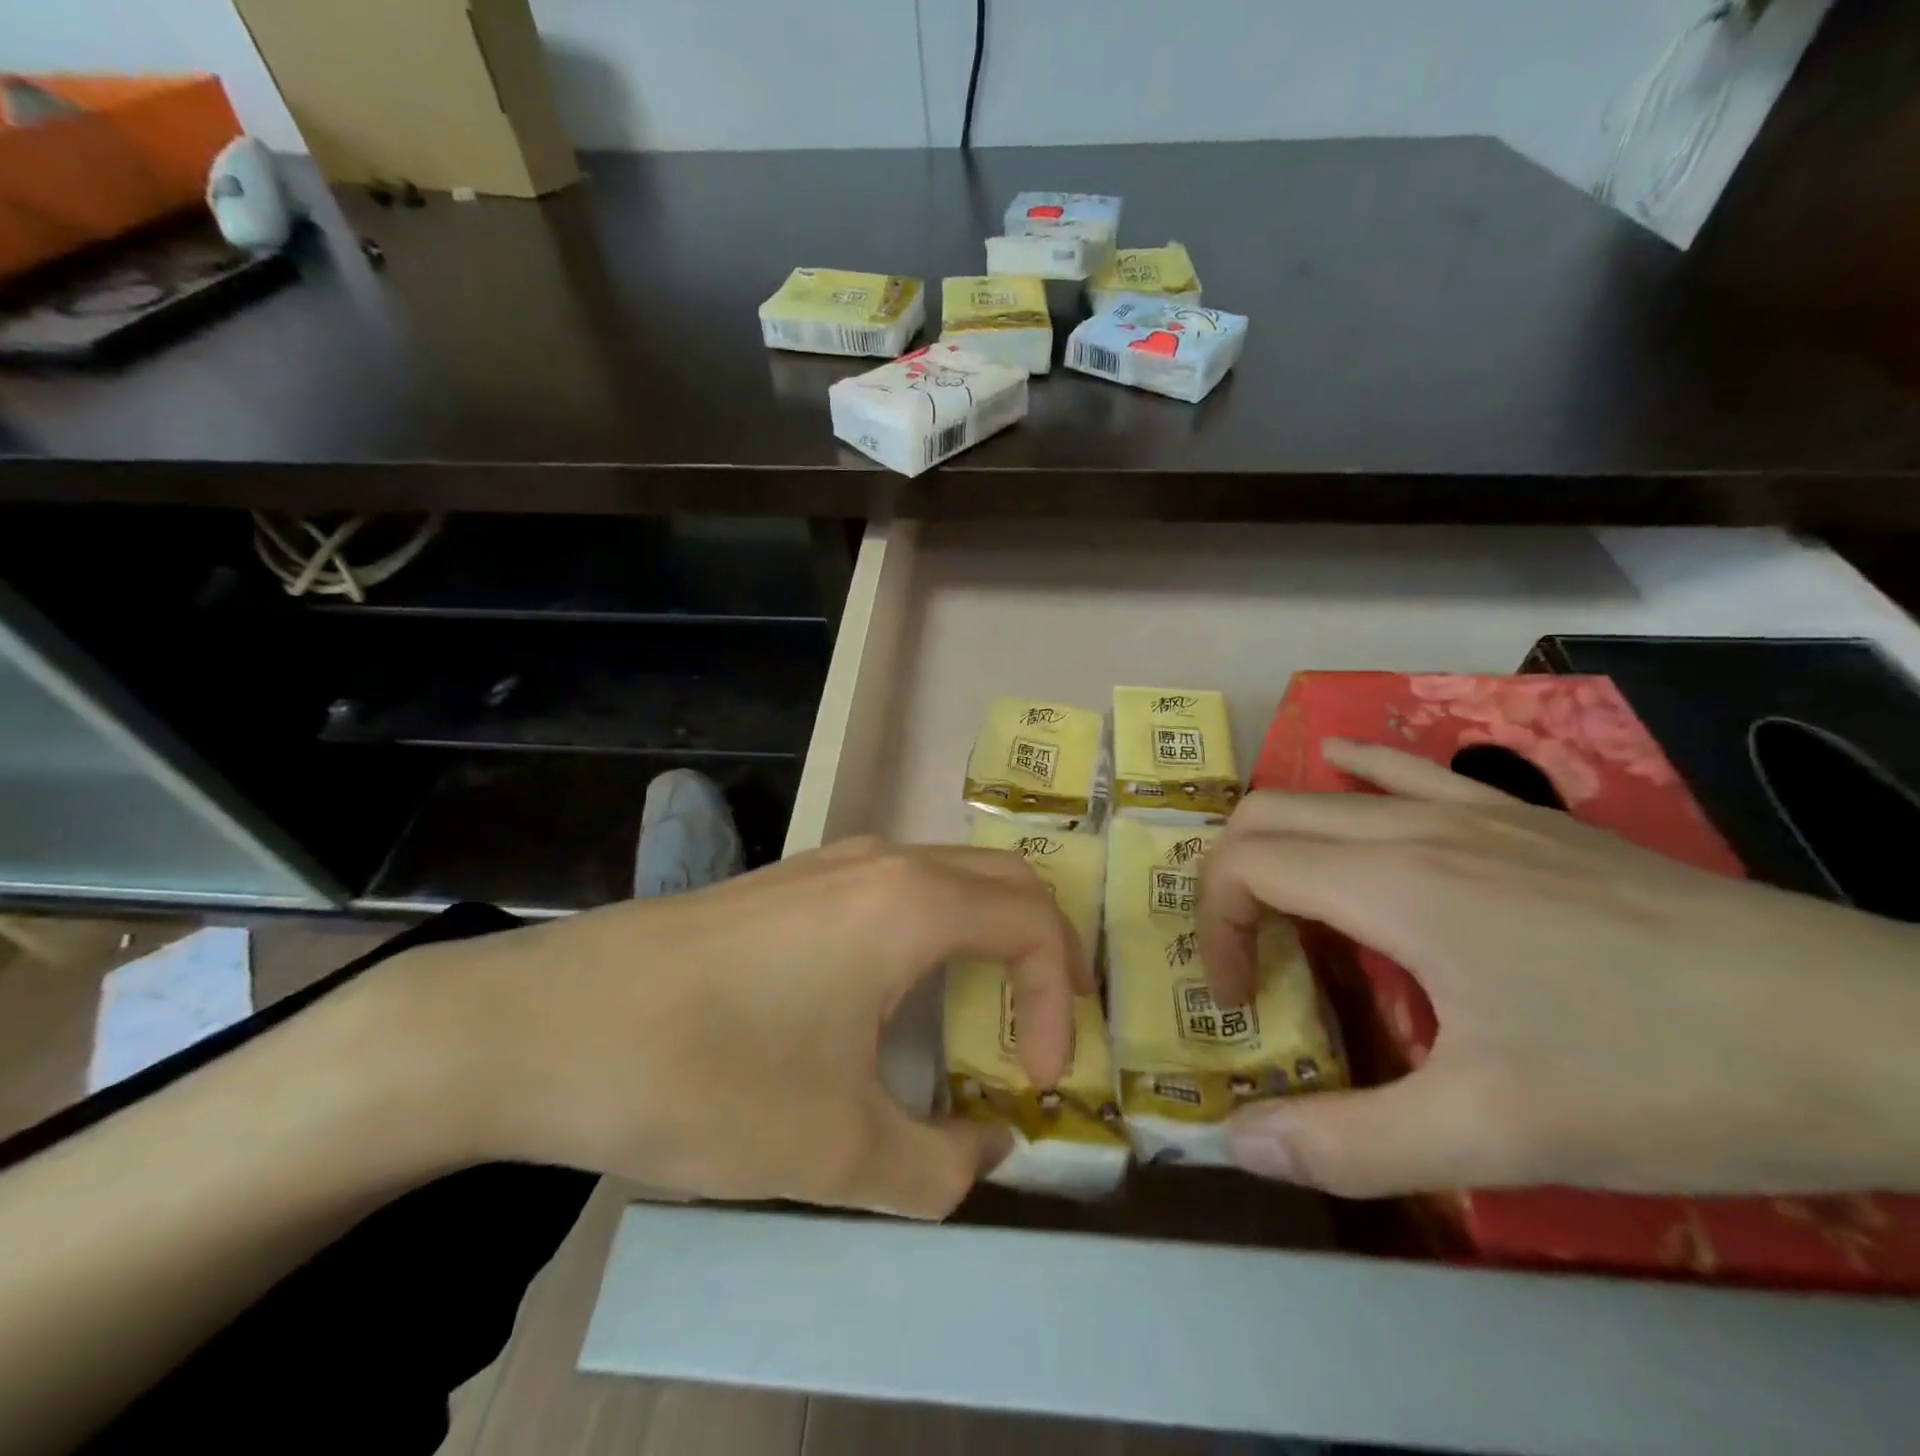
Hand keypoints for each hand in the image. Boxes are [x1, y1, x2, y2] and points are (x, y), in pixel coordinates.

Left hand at [387, 839, 1085, 1217]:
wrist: (544, 1026)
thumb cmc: (707, 1079)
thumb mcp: (836, 1153)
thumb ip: (938, 1167)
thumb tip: (987, 1151)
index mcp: (911, 905)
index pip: (1034, 924)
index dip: (1058, 1002)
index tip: (1035, 1081)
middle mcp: (882, 862)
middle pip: (1004, 881)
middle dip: (1046, 950)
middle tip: (1047, 1025)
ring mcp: (830, 862)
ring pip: (948, 877)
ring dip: (987, 936)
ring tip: (984, 1013)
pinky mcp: (789, 882)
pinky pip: (894, 890)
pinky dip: (933, 931)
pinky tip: (898, 994)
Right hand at [1197, 740, 1919, 1199]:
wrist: (1880, 1032)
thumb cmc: (1665, 1076)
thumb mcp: (1496, 1137)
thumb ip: (1351, 1144)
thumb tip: (1237, 1144)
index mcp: (1390, 883)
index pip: (1243, 864)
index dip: (1212, 926)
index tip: (1239, 999)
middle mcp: (1413, 828)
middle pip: (1266, 815)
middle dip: (1229, 881)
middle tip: (1252, 958)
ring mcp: (1473, 812)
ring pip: (1326, 791)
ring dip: (1279, 838)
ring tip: (1285, 901)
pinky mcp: (1526, 819)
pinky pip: (1408, 773)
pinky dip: (1353, 775)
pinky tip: (1347, 777)